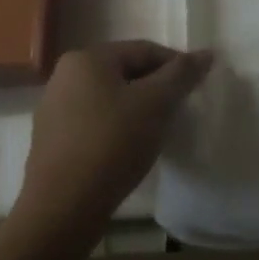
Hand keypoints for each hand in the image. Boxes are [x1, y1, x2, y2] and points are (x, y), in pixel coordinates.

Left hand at [16, 41, 213, 240]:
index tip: (196, 88)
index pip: (144, 50)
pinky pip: (95, 122)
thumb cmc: (112, 144)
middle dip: (156, 88)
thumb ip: (181, 74)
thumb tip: (206, 53)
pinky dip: (117, 128)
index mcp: (87, 58)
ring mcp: (54, 109)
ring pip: (110, 98)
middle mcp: (65, 76)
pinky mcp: (52, 141)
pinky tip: (130, 149)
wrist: (62, 209)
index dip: (176, 66)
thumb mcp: (155, 104)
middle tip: (180, 110)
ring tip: (158, 132)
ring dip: (138, 109)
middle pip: (125, 72)